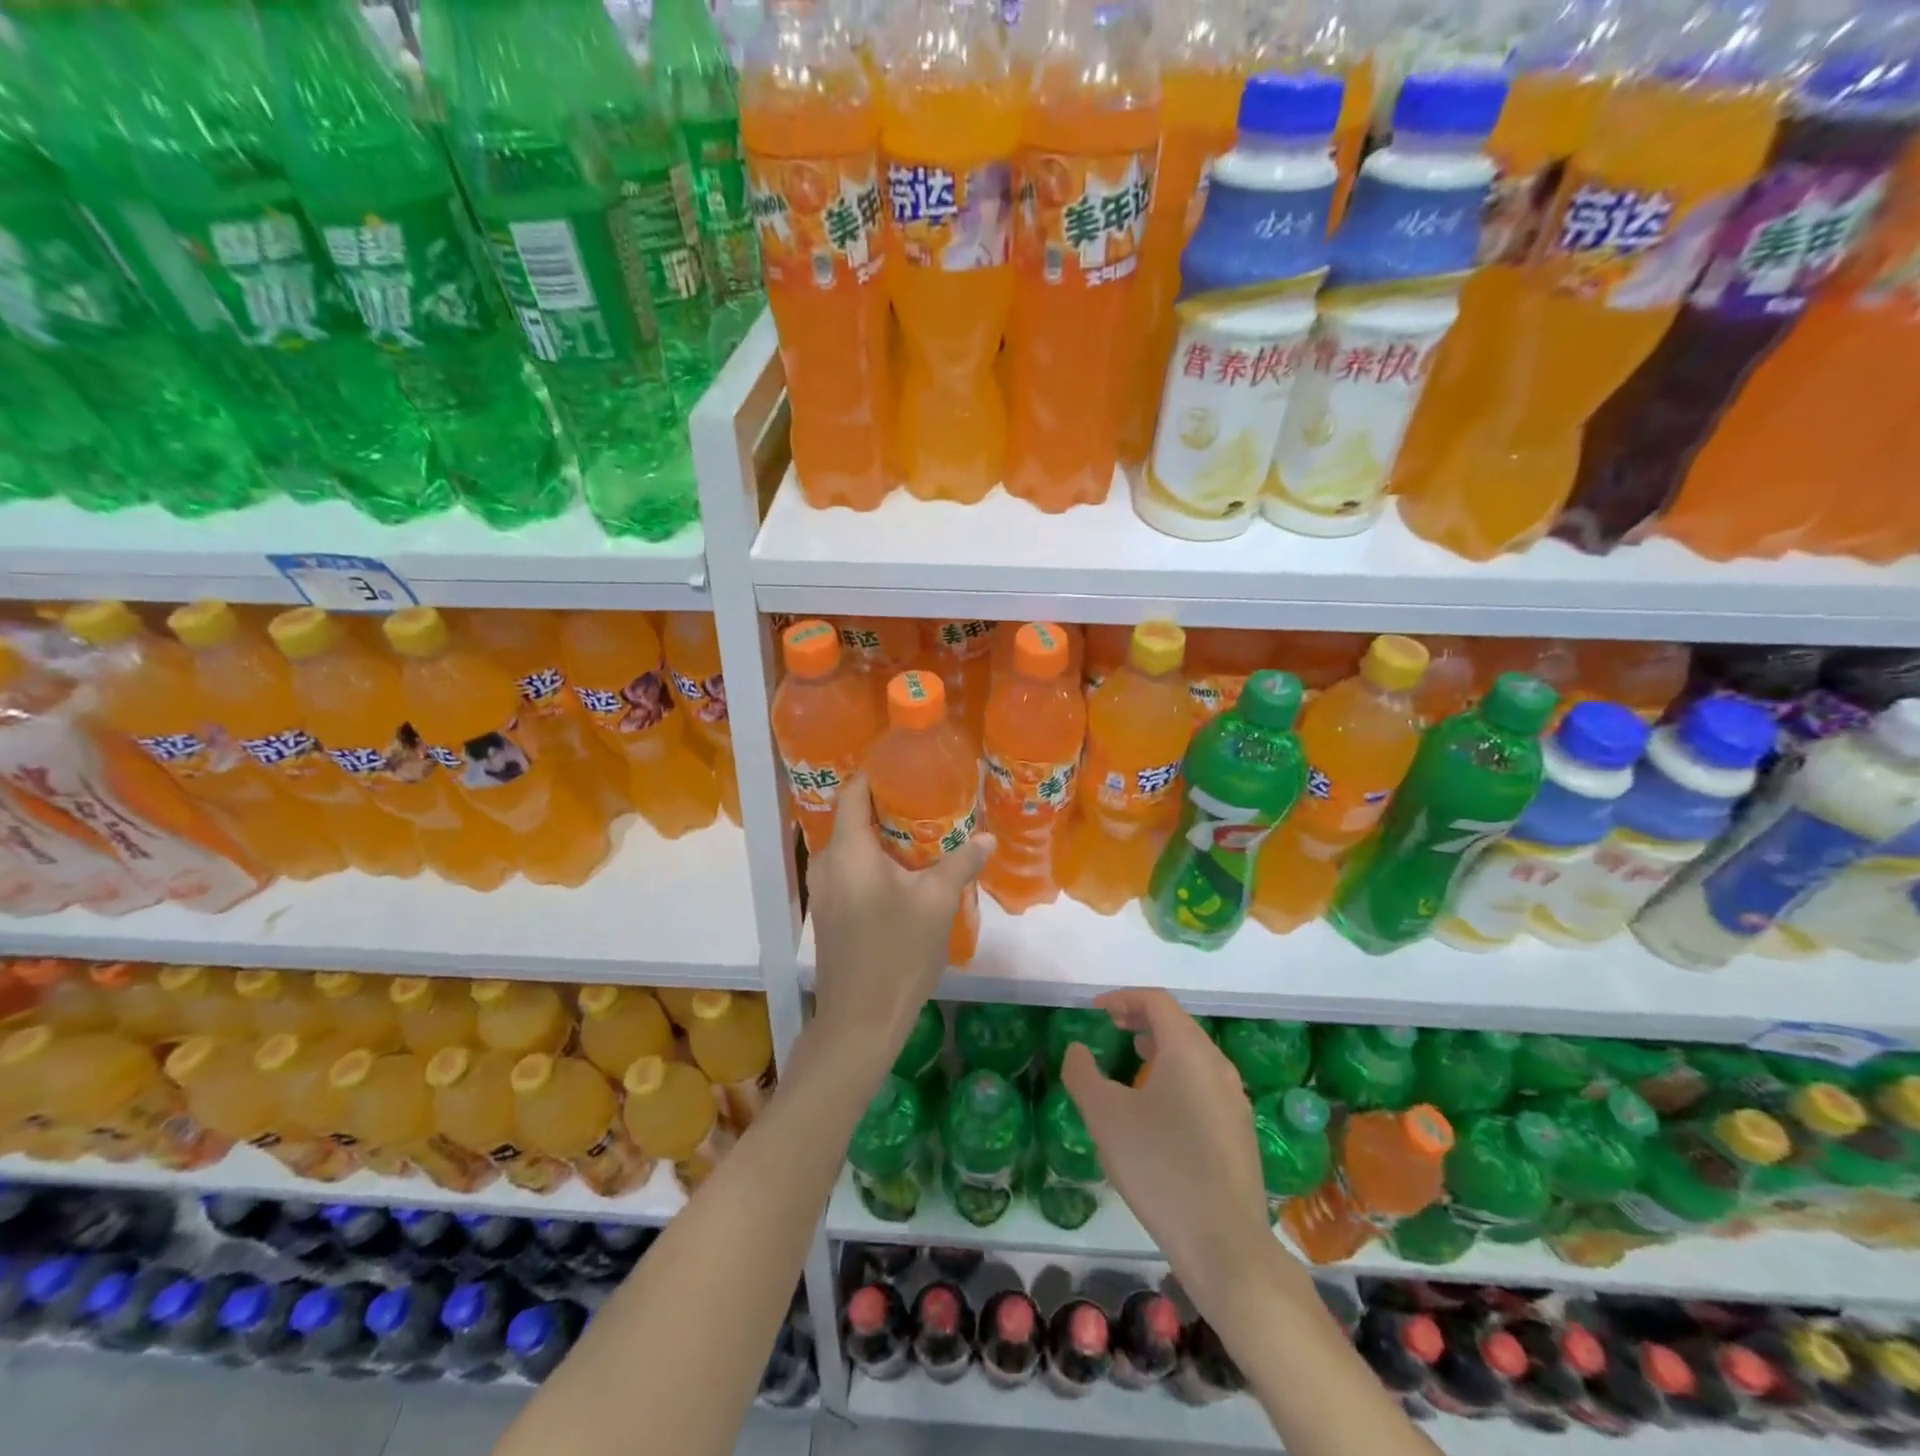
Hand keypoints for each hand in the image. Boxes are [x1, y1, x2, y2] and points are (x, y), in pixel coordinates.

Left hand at [807, 772, 993, 1075]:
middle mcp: (827, 863)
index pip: (854, 791)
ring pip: (852, 845)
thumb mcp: (937, 904)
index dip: (877, 772)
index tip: (908, 765)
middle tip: (927, 797)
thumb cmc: (896, 954)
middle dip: (887, 804)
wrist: (859, 1021)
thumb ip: (960, 863)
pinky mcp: (828, 912)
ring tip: (922, 831)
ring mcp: (823, 890)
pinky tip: (905, 871)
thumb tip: (986, 838)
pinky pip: (850, 869)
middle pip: (852, 817)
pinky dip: (874, 860)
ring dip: (882, 835)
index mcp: (848, 851)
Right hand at [1062, 989, 1297, 1312]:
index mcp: (1189, 1050)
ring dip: (1160, 1048)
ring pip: (1193, 1055)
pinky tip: (1158, 1108)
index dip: (1123, 998)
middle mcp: (1217, 1065)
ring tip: (1131, 1061)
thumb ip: (1083, 1074)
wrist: (1224, 1244)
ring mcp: (1234, 1099)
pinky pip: (1204, 1083)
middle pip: (1178, 1024)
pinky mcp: (1240, 1131)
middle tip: (1111, 1028)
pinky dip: (1176, 1075)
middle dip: (1141, 1019)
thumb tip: (1078, 1050)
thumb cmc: (1160, 1167)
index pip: (1157, 1001)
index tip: (1096, 1011)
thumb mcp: (1106, 1116)